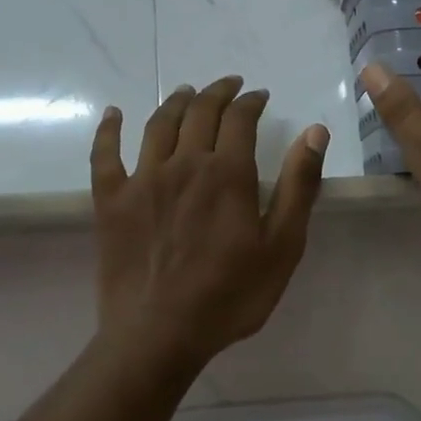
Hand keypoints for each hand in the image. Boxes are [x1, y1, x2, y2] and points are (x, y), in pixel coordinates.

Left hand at [91, 77, 327, 363]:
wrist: (159, 334)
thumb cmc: (230, 295)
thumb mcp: (282, 246)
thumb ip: (299, 186)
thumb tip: (315, 131)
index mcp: (228, 173)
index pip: (240, 118)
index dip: (251, 101)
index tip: (260, 96)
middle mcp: (183, 164)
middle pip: (199, 111)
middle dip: (217, 92)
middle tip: (230, 85)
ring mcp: (142, 180)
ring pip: (158, 124)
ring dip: (175, 101)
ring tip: (187, 92)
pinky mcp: (110, 201)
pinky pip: (105, 154)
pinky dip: (109, 129)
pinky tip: (113, 113)